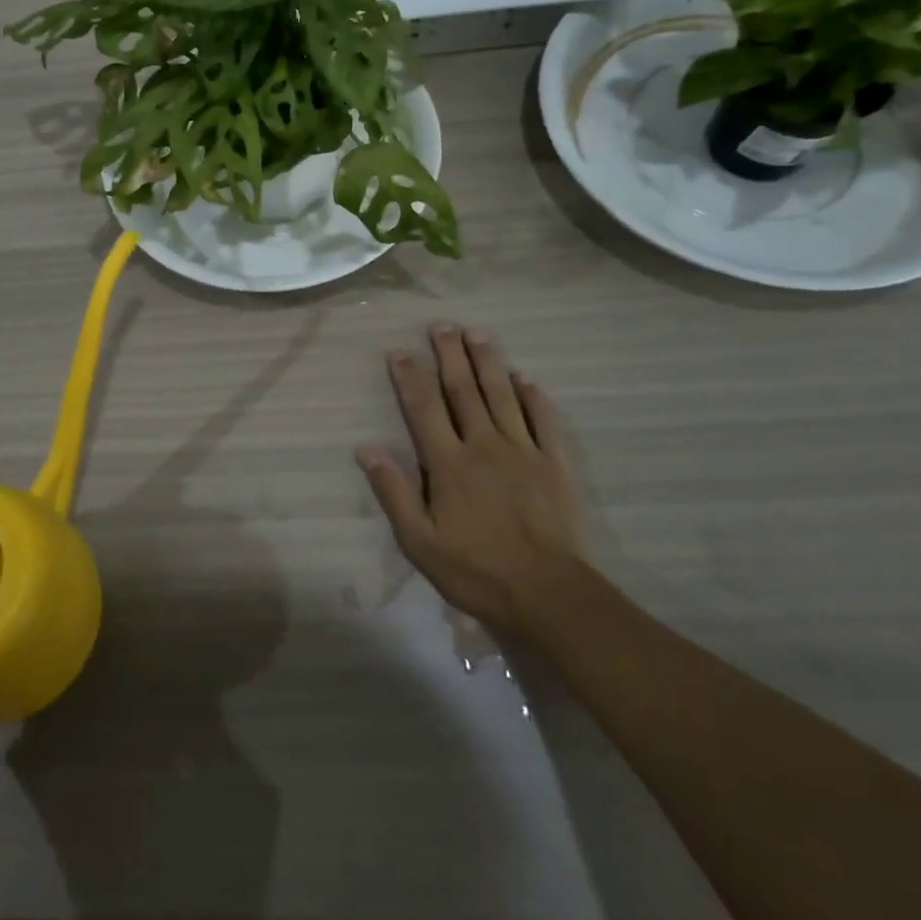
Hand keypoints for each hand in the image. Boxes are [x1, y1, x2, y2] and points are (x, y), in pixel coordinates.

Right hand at [357, 323, 586, 634]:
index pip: (423, 409)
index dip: (409, 377)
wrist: (547, 594)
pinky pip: (543, 422)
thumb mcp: (419, 541)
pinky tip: (526, 379)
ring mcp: (523, 451)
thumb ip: (393, 491)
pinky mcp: (554, 464)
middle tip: (442, 325)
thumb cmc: (475, 570)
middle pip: (463, 391)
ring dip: (488, 362)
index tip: (399, 351)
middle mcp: (484, 445)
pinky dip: (534, 398)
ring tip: (478, 333)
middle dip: (449, 355)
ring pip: (502, 396)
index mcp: (448, 463)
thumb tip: (365, 449)